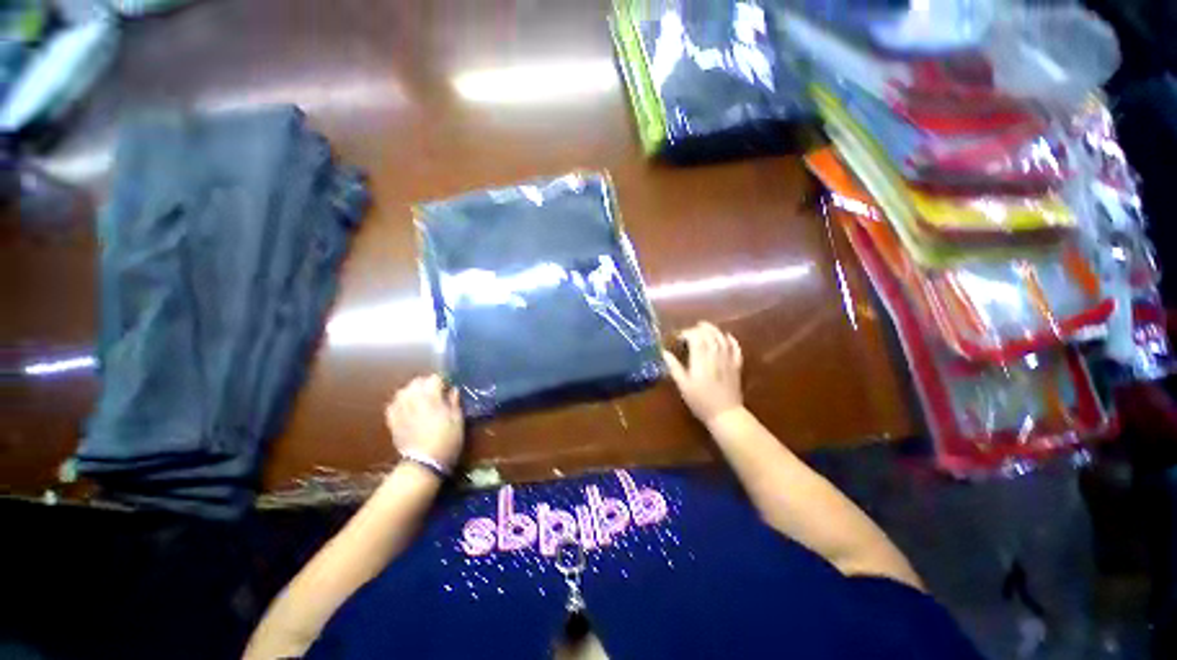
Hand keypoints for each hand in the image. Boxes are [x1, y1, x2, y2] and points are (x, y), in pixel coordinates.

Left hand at [385, 375, 463, 469]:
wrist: (424, 463)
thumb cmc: (446, 440)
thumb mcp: (457, 420)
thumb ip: (454, 402)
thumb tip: (453, 390)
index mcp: (431, 397)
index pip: (435, 378)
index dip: (443, 382)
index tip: (448, 390)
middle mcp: (413, 399)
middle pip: (417, 381)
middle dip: (427, 384)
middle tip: (436, 394)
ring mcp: (400, 409)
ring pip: (403, 390)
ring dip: (412, 392)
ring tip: (420, 400)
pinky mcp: (392, 420)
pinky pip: (393, 404)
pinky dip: (400, 403)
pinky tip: (407, 409)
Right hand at [663, 322, 743, 425]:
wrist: (725, 414)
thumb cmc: (700, 401)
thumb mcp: (683, 385)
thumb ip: (674, 367)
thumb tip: (664, 353)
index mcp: (701, 359)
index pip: (695, 337)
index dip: (686, 333)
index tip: (678, 338)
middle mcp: (715, 355)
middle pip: (709, 334)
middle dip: (698, 329)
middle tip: (688, 332)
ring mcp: (728, 359)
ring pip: (721, 337)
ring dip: (713, 330)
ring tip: (704, 327)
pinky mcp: (736, 365)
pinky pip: (735, 347)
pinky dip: (730, 339)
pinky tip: (725, 335)